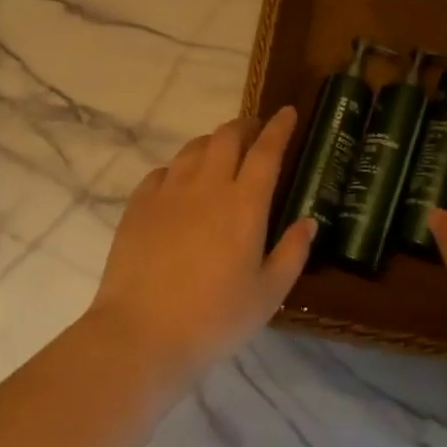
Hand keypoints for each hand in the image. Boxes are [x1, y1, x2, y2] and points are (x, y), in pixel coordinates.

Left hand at [86, 107, 314, 379]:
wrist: (141, 334)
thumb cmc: (214, 319)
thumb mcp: (268, 295)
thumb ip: (292, 253)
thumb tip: (308, 221)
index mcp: (245, 204)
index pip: (266, 151)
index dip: (279, 128)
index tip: (288, 112)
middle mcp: (208, 186)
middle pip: (227, 137)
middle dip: (245, 126)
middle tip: (255, 131)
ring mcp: (169, 192)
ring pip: (194, 148)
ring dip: (213, 142)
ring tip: (221, 152)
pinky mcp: (138, 205)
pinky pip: (163, 171)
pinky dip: (179, 167)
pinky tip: (180, 182)